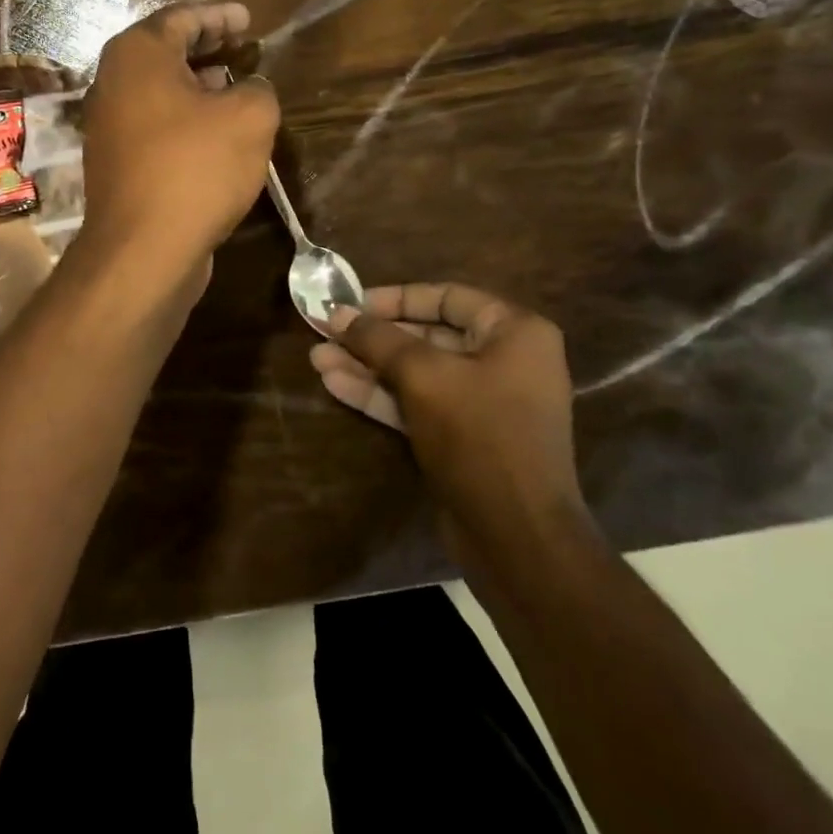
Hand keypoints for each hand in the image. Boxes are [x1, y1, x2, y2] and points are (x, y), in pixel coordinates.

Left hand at [79, 3, 279, 279]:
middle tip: (242, 48)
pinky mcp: (116, 163)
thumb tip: (248, 88)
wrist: (144, 249)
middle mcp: (113, 83)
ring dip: (196, 85)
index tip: (248, 20)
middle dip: (206, 47)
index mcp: (138, 55)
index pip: (182, 18)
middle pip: (164, 52)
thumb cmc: (196, 169)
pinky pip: (155, 124)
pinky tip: (214, 134)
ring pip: (159, 91)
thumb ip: (257, 88)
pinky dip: (184, 118)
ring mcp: (109, 126)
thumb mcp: (250, 118)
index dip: (219, 16)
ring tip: (235, 88)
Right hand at [309, 284, 590, 551]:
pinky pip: (417, 403)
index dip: (395, 298)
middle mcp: (503, 360)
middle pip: (427, 336)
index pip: (447, 297)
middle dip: (373, 337)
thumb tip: (338, 314)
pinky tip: (334, 384)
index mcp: (514, 332)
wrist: (515, 536)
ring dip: (367, 366)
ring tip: (316, 358)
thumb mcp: (425, 377)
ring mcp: (481, 402)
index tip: (351, 303)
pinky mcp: (461, 437)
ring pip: (416, 373)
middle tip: (325, 331)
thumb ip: (379, 340)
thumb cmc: (479, 436)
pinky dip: (379, 394)